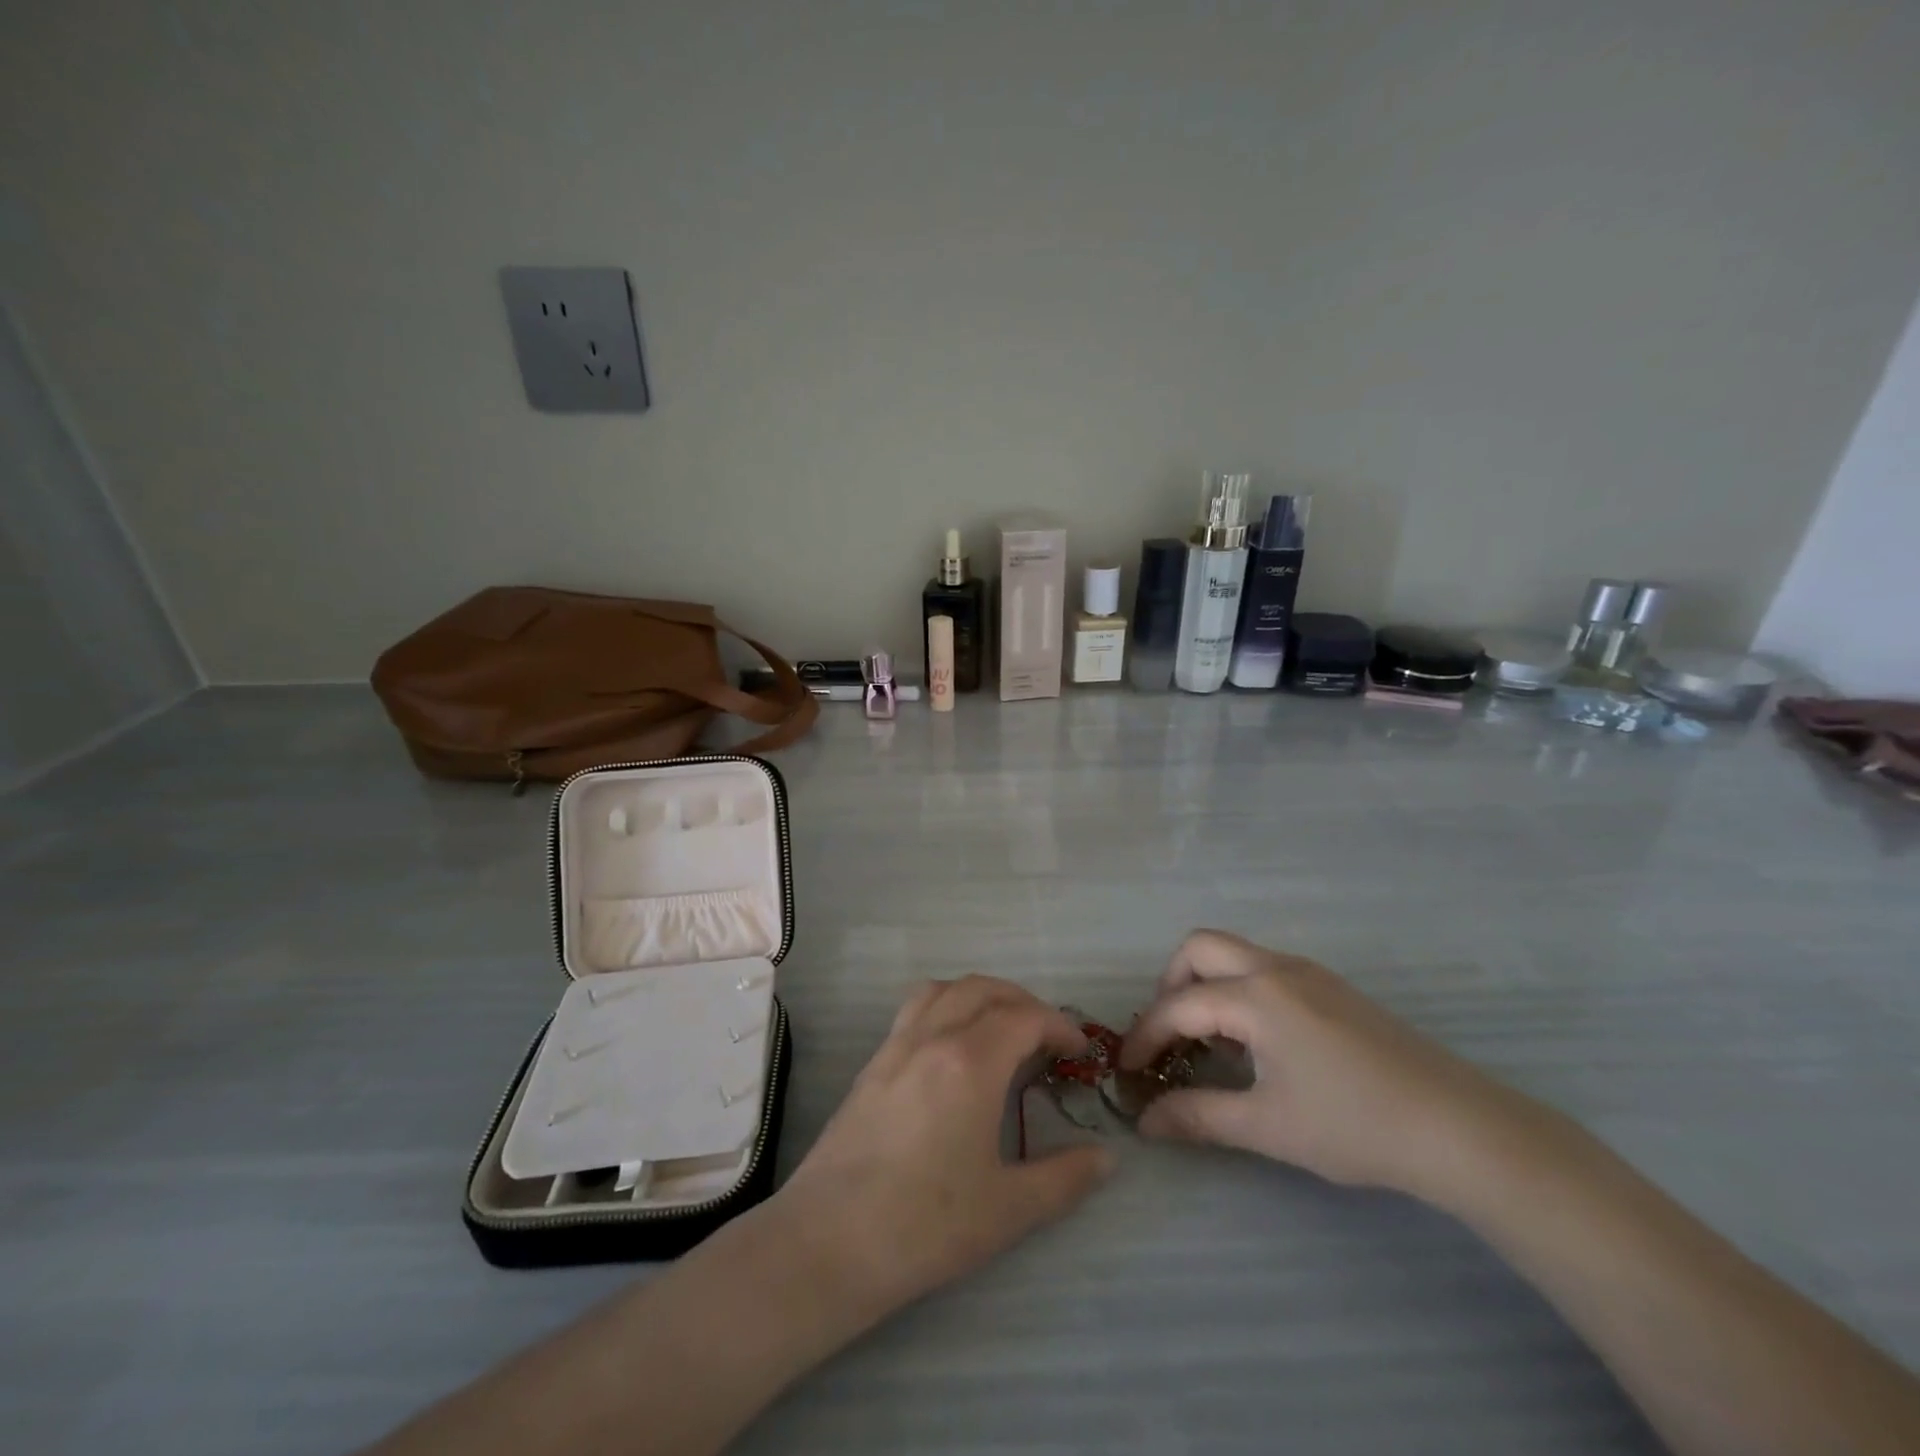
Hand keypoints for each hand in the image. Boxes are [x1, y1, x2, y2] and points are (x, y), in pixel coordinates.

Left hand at [775, 976, 1114, 1318]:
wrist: (829, 1242)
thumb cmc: (926, 1225)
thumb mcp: (1008, 1210)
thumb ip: (1064, 1178)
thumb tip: (1106, 1158)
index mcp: (971, 1061)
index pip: (1024, 1017)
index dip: (1059, 1026)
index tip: (1079, 1052)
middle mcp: (933, 1037)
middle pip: (984, 989)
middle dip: (1023, 1002)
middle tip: (1046, 1038)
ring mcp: (897, 1045)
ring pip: (944, 989)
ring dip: (980, 995)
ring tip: (1000, 1028)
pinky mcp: (872, 1063)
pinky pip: (915, 1008)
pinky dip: (946, 1005)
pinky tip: (952, 1049)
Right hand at [1119, 930, 1514, 1199]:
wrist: (1460, 1128)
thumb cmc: (1355, 1125)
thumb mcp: (1268, 1126)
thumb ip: (1198, 1117)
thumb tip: (1145, 1122)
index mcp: (1256, 996)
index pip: (1178, 1006)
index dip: (1144, 1036)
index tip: (1126, 1070)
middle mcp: (1276, 968)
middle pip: (1199, 947)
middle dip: (1170, 985)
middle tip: (1168, 1036)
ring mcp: (1309, 973)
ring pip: (1234, 953)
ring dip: (1206, 985)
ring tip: (1209, 1043)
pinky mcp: (1332, 987)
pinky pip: (1265, 969)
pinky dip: (1239, 991)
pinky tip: (1256, 1043)